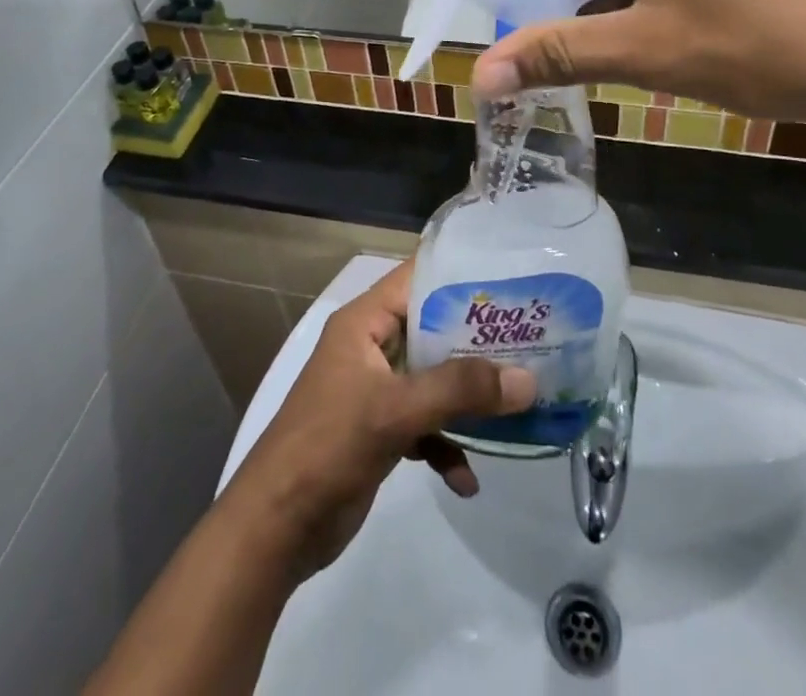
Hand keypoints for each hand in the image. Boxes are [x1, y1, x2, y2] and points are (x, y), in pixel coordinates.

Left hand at [220, 263, 537, 576]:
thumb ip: (459, 391)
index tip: (511, 281)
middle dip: (476, 341)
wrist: (275, 529)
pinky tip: (467, 479)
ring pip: (432, 379)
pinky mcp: (379, 431)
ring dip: (467, 397)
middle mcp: (371, 347)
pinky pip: (424, 424)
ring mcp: (375, 390)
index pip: (416, 278)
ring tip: (515, 406)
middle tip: (530, 342)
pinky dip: (446, 443)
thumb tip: (528, 380)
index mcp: (364, 322)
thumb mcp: (394, 411)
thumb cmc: (328, 446)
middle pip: (432, 330)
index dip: (459, 275)